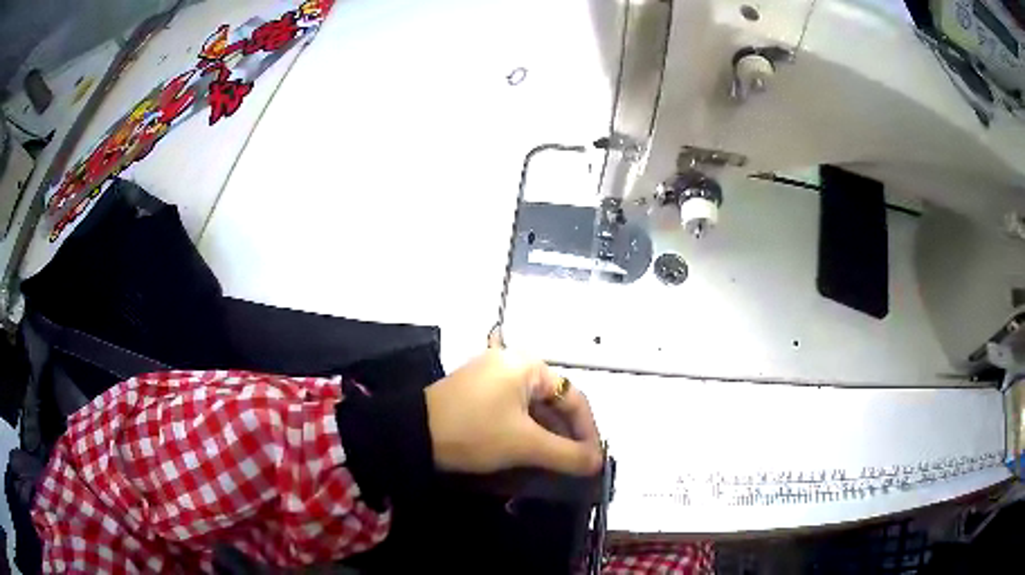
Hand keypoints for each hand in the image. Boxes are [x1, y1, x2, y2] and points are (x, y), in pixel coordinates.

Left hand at [424, 349, 602, 475]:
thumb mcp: (525, 445)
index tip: (594, 459)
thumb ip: (567, 454)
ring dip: (548, 435)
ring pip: (533, 408)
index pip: (574, 397)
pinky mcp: (476, 391)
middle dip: (568, 435)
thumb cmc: (475, 431)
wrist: (412, 434)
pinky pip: (513, 410)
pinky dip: (526, 431)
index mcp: (527, 365)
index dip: (589, 430)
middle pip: (553, 401)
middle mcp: (512, 363)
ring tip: (557, 463)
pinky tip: (530, 452)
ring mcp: (491, 376)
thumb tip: (598, 463)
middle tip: (577, 464)